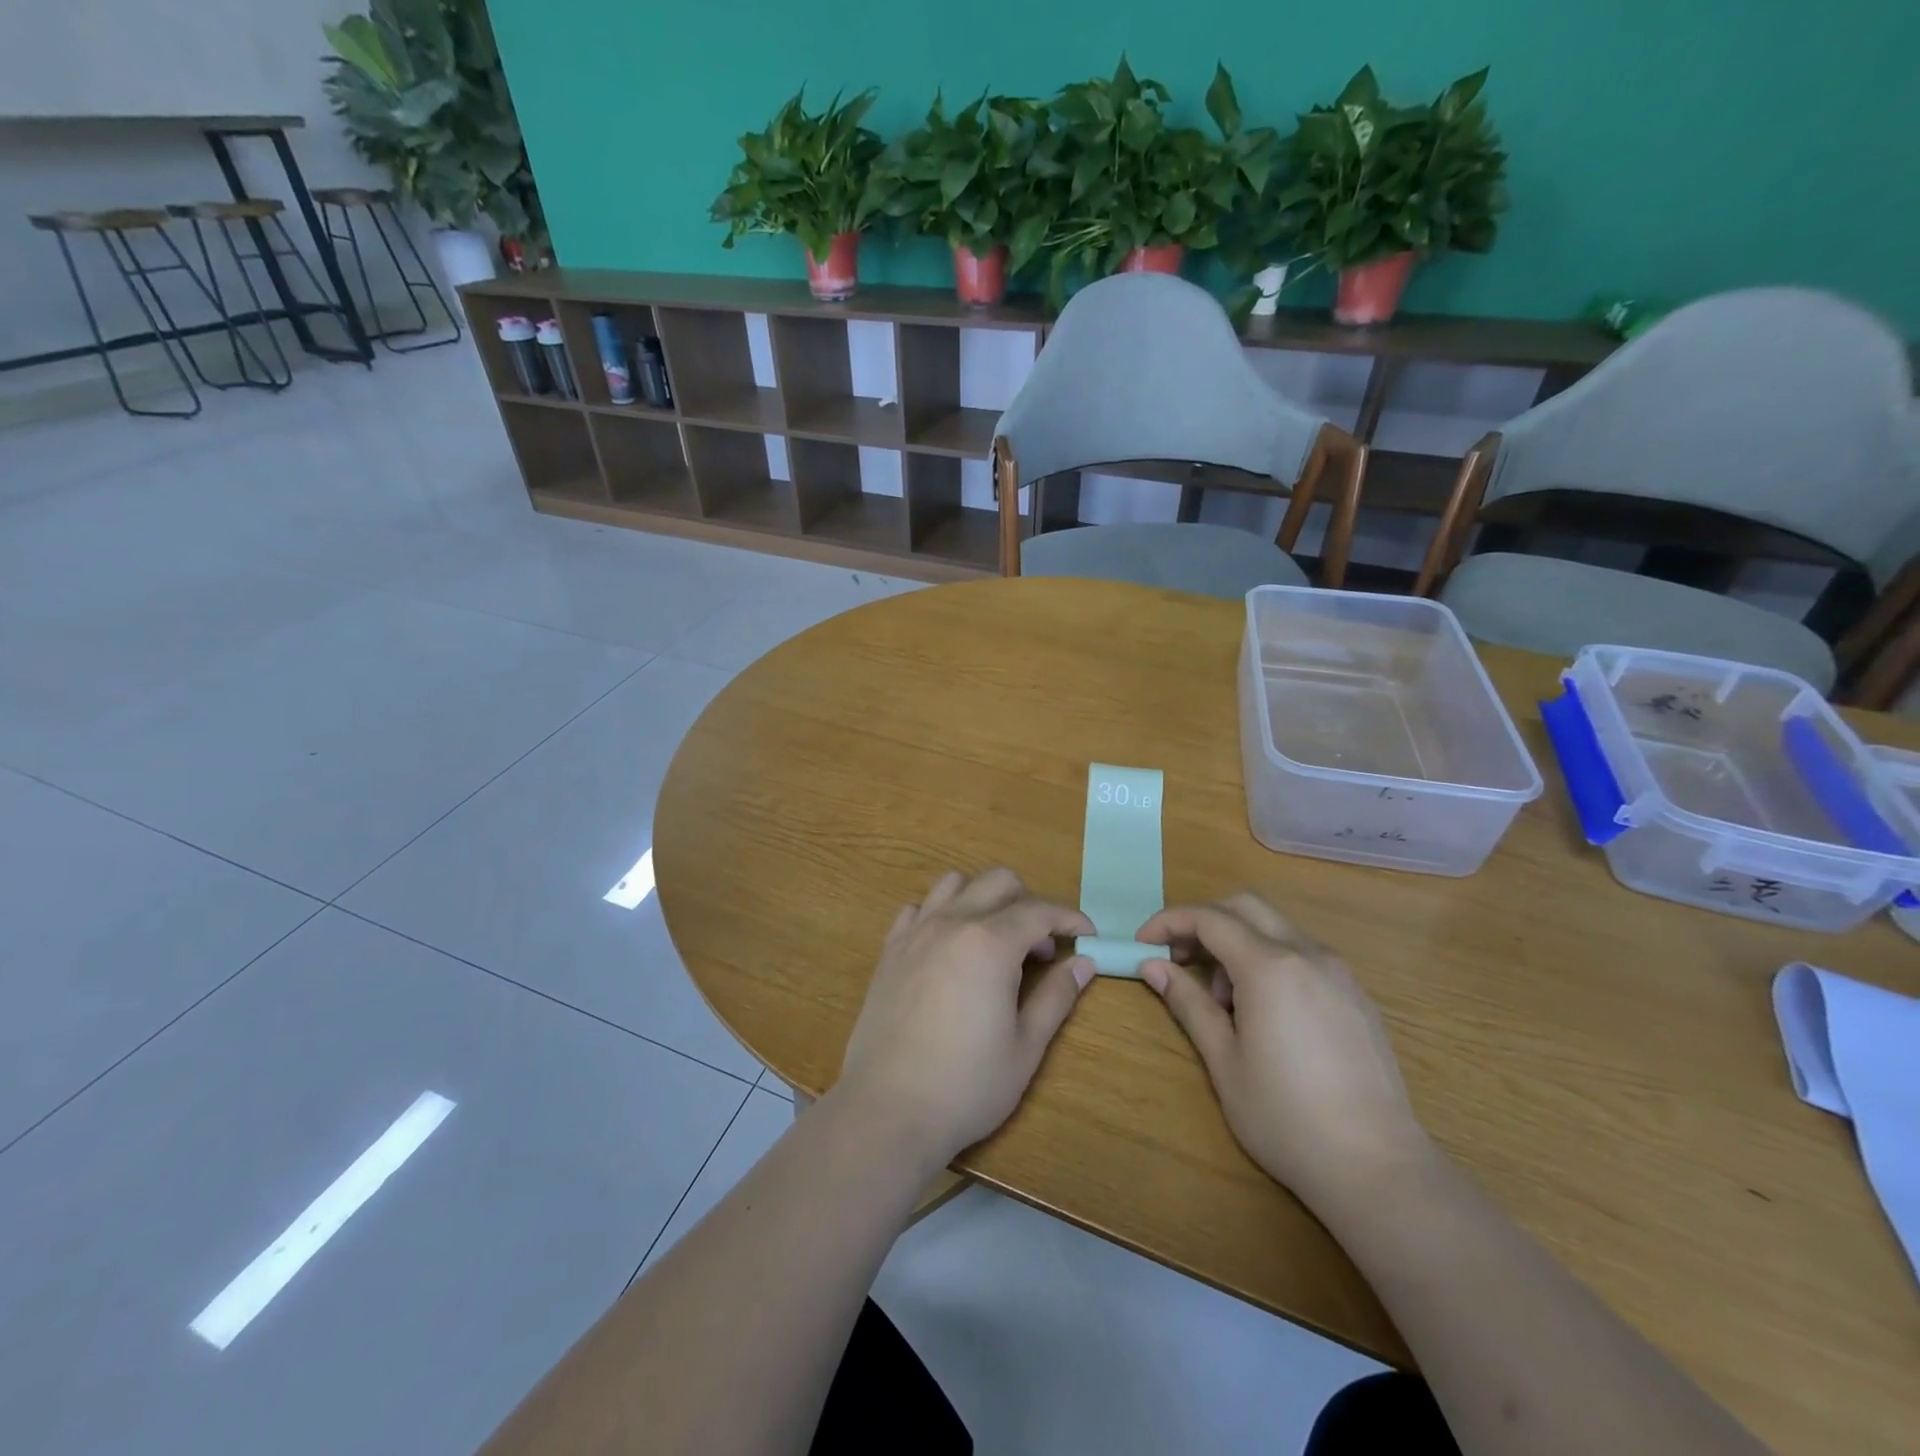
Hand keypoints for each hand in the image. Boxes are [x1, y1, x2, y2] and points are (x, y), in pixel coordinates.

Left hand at [837, 869, 1095, 1164]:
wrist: (888, 1109)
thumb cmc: (966, 1085)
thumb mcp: (1025, 1047)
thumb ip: (1056, 997)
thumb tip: (1083, 964)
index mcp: (990, 943)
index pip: (1039, 910)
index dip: (1069, 917)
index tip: (1088, 934)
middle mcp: (952, 923)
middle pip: (998, 882)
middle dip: (1029, 902)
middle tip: (1041, 948)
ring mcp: (915, 933)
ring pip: (954, 884)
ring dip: (982, 899)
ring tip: (994, 940)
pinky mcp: (889, 950)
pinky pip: (918, 909)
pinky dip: (941, 914)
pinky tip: (949, 948)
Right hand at [1136, 894, 1431, 1211]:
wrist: (1378, 1167)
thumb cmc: (1286, 1117)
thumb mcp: (1224, 1062)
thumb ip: (1188, 1003)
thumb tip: (1152, 966)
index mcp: (1269, 967)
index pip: (1209, 918)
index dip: (1169, 922)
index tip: (1143, 944)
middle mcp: (1307, 955)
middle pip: (1245, 908)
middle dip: (1204, 923)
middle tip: (1179, 960)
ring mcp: (1339, 973)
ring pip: (1276, 929)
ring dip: (1238, 944)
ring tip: (1225, 1002)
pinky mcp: (1356, 995)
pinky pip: (1303, 955)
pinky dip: (1270, 961)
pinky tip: (1265, 1013)